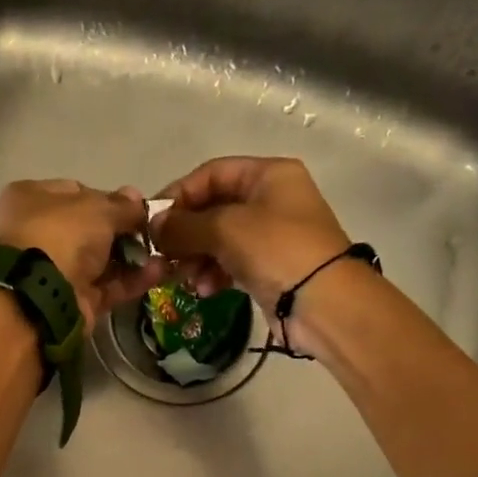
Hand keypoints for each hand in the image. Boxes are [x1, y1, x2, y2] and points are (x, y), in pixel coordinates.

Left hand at [0, 179, 168, 328]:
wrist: (41, 294)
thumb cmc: (62, 235)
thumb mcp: (97, 209)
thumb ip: (122, 205)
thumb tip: (137, 199)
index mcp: (32, 199)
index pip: (76, 192)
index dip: (108, 198)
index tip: (136, 206)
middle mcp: (38, 233)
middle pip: (89, 229)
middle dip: (123, 231)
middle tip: (153, 232)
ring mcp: (54, 270)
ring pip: (99, 260)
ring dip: (132, 257)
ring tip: (165, 252)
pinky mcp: (71, 300)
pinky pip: (105, 286)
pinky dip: (130, 281)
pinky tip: (159, 272)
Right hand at [149, 157, 351, 316]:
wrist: (324, 302)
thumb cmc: (277, 250)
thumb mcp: (225, 229)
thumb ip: (184, 225)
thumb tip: (153, 226)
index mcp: (268, 175)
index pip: (211, 174)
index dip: (179, 194)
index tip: (153, 222)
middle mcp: (271, 199)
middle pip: (213, 208)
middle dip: (186, 234)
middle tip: (164, 256)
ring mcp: (272, 235)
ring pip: (219, 240)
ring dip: (196, 258)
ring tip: (185, 279)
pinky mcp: (270, 268)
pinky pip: (231, 264)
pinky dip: (214, 274)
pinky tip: (204, 290)